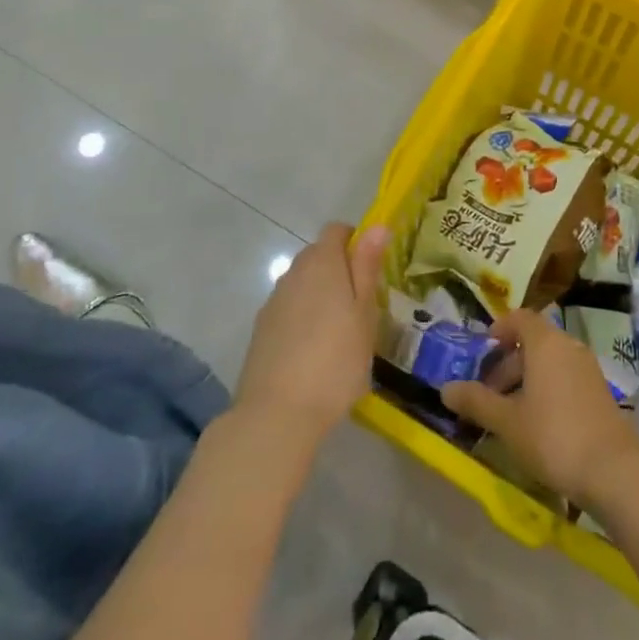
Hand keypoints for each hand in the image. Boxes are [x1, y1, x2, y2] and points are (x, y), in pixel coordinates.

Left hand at [235, 223, 388, 446]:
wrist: (277, 414)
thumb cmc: (335, 360)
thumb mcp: (364, 313)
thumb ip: (368, 266)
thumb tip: (377, 225)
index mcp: (322, 262)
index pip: (336, 230)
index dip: (355, 240)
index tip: (371, 268)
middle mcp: (294, 273)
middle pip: (318, 255)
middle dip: (339, 269)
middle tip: (361, 304)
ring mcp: (274, 301)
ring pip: (303, 283)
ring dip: (320, 294)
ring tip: (339, 331)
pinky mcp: (261, 329)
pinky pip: (289, 308)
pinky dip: (303, 318)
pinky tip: (313, 351)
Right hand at [440, 307, 638, 508]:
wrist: (614, 469)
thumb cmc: (553, 436)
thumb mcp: (507, 421)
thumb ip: (476, 402)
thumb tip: (445, 389)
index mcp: (545, 342)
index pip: (519, 318)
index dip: (499, 329)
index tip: (482, 352)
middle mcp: (568, 346)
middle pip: (533, 342)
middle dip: (507, 364)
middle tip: (488, 394)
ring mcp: (587, 368)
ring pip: (549, 362)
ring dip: (526, 379)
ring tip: (509, 414)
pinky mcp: (598, 391)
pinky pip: (564, 377)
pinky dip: (546, 390)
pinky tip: (536, 425)